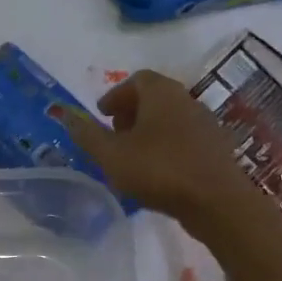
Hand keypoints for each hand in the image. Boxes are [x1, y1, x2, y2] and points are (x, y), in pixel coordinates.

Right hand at [60, 71, 258, 233]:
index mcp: (161, 93)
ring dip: (148, 131)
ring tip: (131, 156)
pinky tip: (156, 172)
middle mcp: (186, 100)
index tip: (102, 115)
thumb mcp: (111, 155)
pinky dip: (165, 146)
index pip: (136, 79)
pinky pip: (183, 138)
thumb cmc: (159, 170)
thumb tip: (65, 114)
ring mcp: (205, 124)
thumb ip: (87, 134)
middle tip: (113, 134)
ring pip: (170, 119)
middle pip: (154, 97)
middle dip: (131, 112)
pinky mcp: (215, 149)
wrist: (217, 201)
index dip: (115, 95)